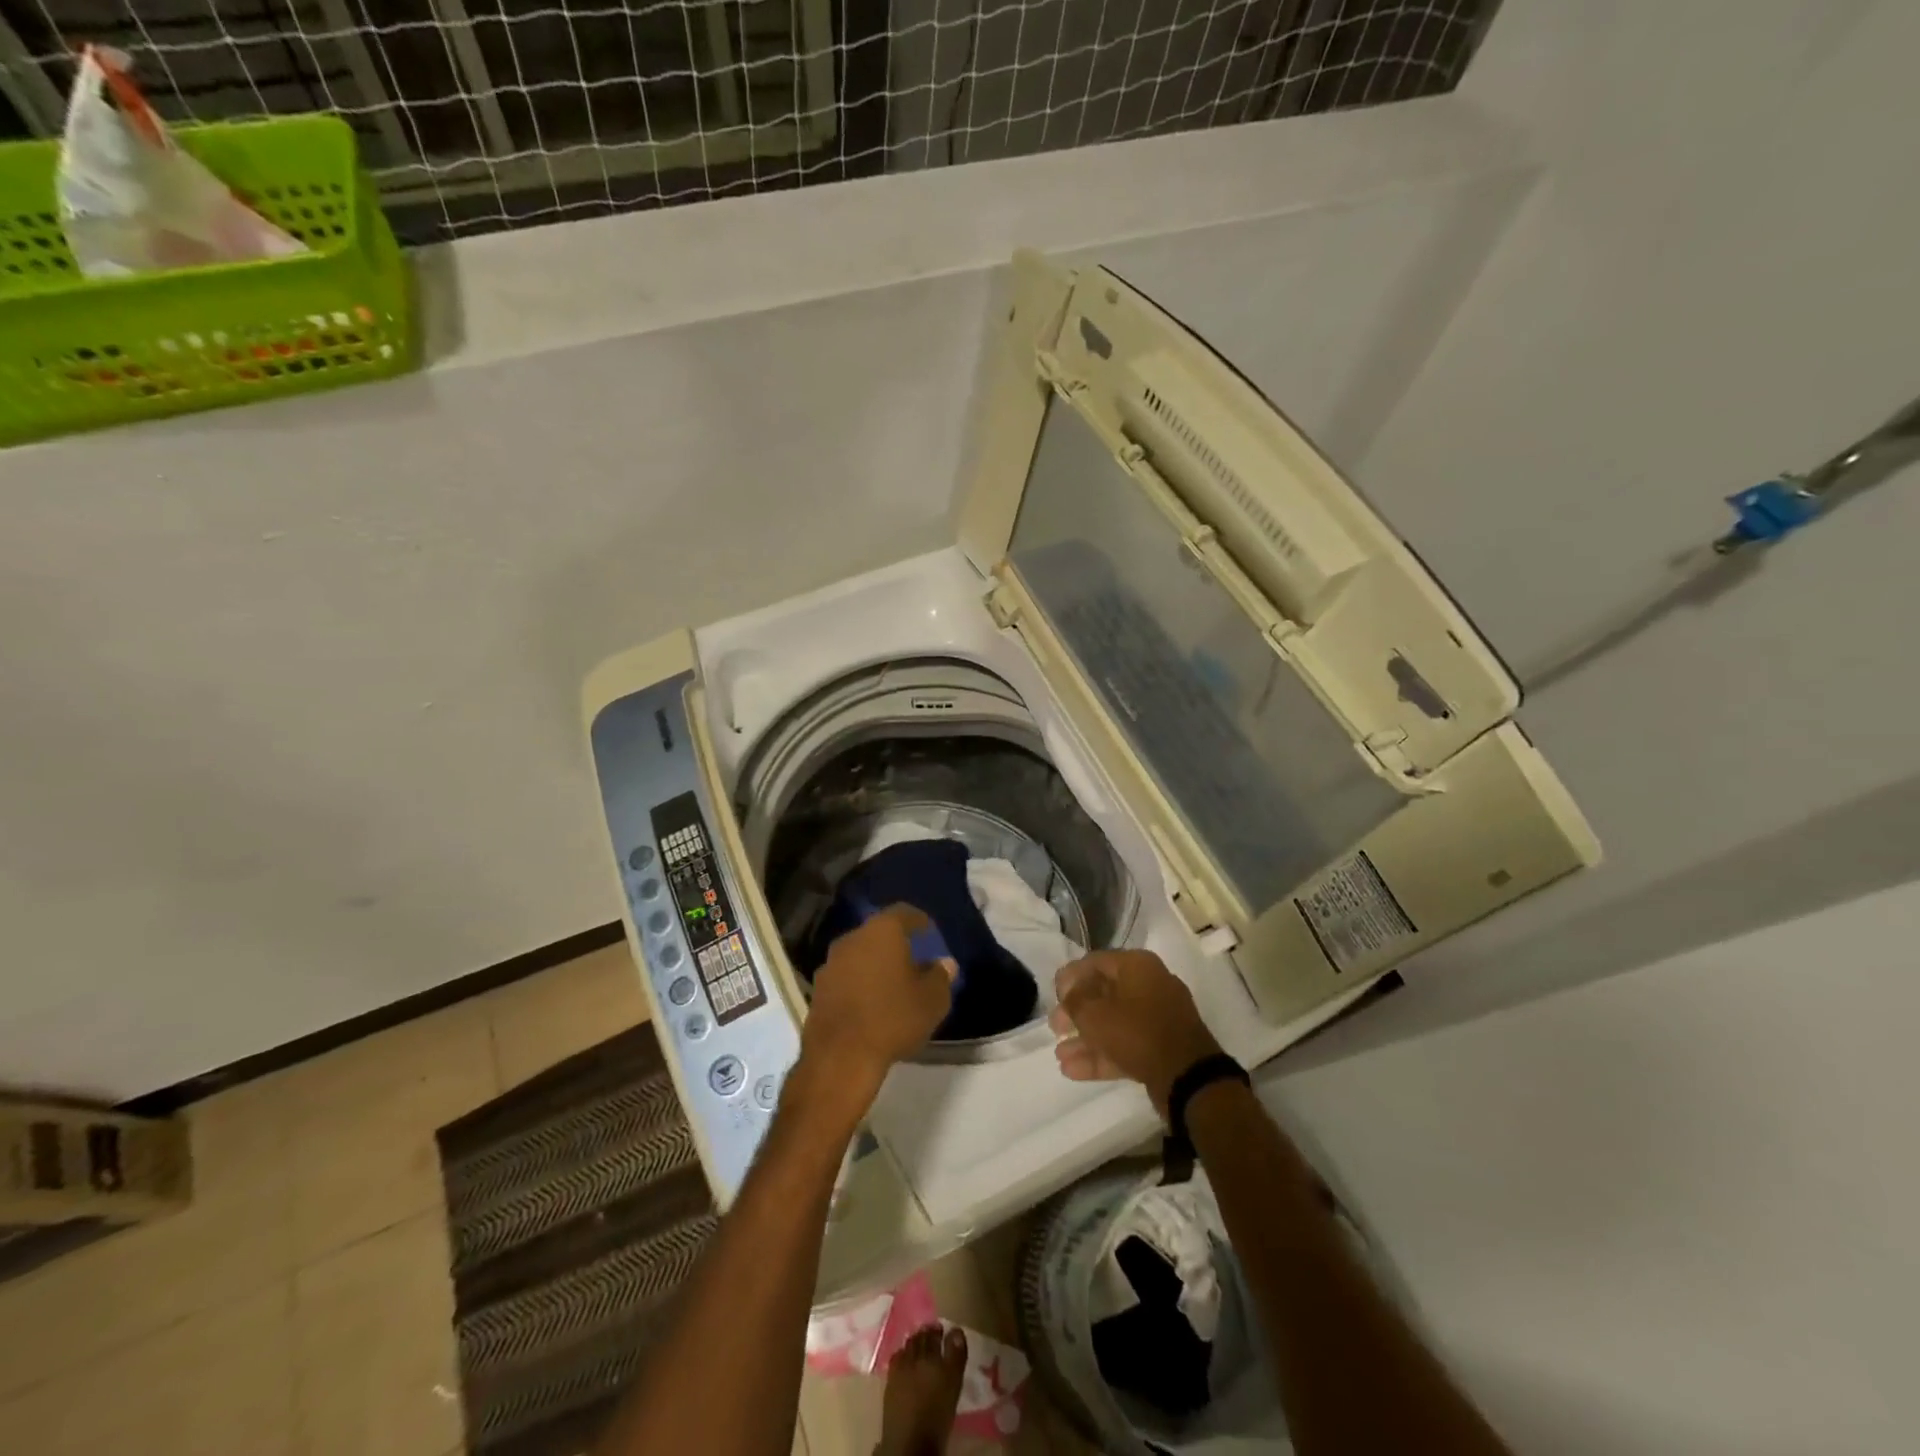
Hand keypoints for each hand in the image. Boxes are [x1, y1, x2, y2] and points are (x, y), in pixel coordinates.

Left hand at [800, 905, 955, 1099]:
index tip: (929, 930)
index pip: (903, 913)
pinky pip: (846, 976)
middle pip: (878, 933)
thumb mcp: (932, 1000)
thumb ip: (941, 977)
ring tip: (892, 983)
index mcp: (882, 931)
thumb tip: (945, 964)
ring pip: (860, 954)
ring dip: (875, 964)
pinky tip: (871, 1002)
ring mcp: (831, 963)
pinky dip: (860, 982)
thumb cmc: (893, 1018)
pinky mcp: (817, 989)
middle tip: (913, 958)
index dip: (918, 920)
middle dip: (896, 944)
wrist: (840, 1056)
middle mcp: (853, 938)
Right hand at [1049, 950, 1222, 1115]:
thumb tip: (1069, 994)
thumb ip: (1075, 1000)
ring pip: (1113, 1023)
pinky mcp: (1160, 1047)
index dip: (1069, 978)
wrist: (1187, 1075)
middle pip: (1103, 994)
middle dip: (1076, 1013)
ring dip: (1085, 1039)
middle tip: (1056, 1028)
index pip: (1094, 962)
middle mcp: (1149, 985)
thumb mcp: (1094, 1013)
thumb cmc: (1136, 1031)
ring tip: (1060, 1055)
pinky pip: (1125, 1044)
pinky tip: (1072, 1070)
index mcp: (1136, 966)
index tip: (1054, 998)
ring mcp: (1157, 1018)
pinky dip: (1101, 1055)